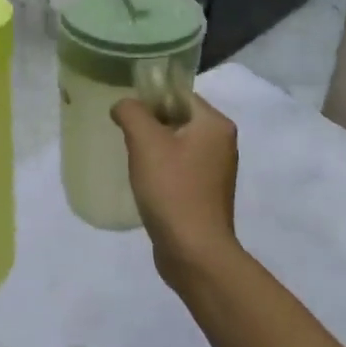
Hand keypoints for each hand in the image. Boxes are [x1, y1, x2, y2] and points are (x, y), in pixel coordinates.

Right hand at [111, 94, 241, 284]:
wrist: (194, 252)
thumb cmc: (172, 189)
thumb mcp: (145, 142)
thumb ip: (131, 112)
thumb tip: (123, 106)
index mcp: (215, 125)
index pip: (179, 95)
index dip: (150, 98)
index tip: (125, 111)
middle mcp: (222, 143)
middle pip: (178, 118)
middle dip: (149, 124)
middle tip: (123, 135)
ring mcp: (216, 171)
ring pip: (177, 144)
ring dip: (153, 148)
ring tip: (131, 159)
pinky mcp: (206, 194)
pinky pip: (180, 168)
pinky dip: (161, 169)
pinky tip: (143, 181)